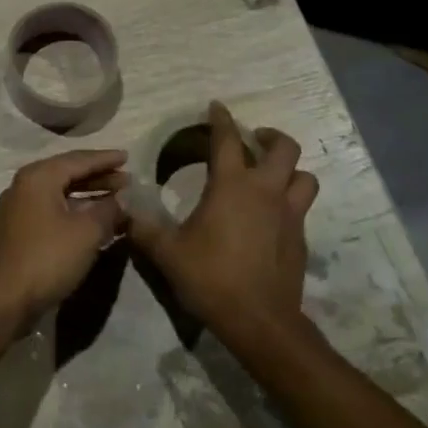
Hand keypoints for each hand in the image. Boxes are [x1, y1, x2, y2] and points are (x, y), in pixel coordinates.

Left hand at [0, 149, 127, 322]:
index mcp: (38, 177)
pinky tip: (94, 221)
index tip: (128, 157)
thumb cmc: (47, 258)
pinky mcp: (19, 231)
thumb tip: (125, 198)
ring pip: (60, 193)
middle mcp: (24, 186)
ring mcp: (19, 209)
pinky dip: (75, 211)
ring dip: (88, 195)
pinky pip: (53, 210)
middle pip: (67, 174)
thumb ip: (109, 210)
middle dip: (99, 177)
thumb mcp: (87, 232)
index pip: (78, 160)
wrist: (4, 299)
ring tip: (117, 200)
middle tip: (127, 181)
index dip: (105, 159)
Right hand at [128, 102, 318, 342]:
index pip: (227, 140)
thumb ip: (144, 228)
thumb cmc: (210, 278)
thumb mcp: (167, 253)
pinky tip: (271, 217)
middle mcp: (266, 192)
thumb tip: (124, 210)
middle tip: (253, 139)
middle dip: (269, 136)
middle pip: (284, 148)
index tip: (216, 107)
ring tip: (272, 175)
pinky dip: (289, 202)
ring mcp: (289, 215)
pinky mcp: (301, 239)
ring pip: (304, 177)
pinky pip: (301, 208)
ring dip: (290, 169)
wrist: (259, 321)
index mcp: (231, 186)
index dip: (221, 119)